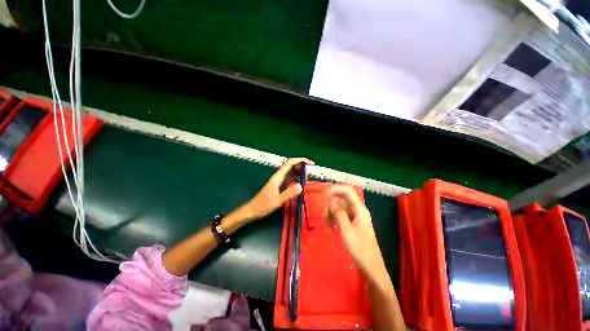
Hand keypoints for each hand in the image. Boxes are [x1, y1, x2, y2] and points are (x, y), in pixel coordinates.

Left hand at [241, 157, 313, 221]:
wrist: (252, 210)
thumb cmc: (263, 206)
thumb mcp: (277, 201)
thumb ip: (289, 193)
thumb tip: (301, 186)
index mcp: (278, 177)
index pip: (290, 163)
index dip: (301, 160)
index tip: (311, 163)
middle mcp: (279, 177)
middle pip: (291, 166)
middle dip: (302, 165)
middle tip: (312, 170)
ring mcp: (279, 181)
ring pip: (291, 172)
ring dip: (300, 171)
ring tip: (309, 175)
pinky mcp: (279, 186)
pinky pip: (290, 179)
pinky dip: (297, 178)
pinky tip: (301, 182)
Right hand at [324, 185, 387, 277]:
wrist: (371, 267)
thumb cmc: (360, 248)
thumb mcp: (346, 230)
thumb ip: (338, 213)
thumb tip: (331, 201)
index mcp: (360, 209)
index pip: (348, 191)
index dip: (337, 189)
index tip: (325, 194)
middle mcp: (358, 210)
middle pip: (342, 199)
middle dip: (332, 205)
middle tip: (325, 216)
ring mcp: (355, 217)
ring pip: (340, 208)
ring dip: (332, 213)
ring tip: (328, 225)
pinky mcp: (353, 224)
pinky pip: (342, 216)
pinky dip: (335, 219)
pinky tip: (332, 228)